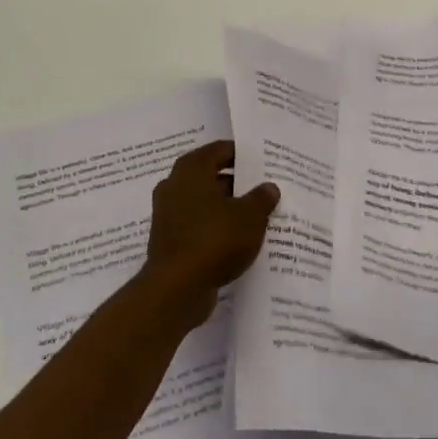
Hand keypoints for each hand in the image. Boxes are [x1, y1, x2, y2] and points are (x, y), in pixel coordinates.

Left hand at [140, 140, 278, 330]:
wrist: (176, 289)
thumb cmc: (214, 240)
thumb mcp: (249, 217)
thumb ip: (261, 198)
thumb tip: (269, 187)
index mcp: (191, 169)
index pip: (220, 150)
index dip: (242, 155)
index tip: (263, 162)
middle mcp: (175, 184)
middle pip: (211, 176)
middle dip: (236, 183)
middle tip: (263, 189)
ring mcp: (168, 213)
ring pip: (204, 202)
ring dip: (226, 207)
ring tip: (255, 216)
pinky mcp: (168, 238)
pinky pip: (197, 224)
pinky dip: (214, 227)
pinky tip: (236, 240)